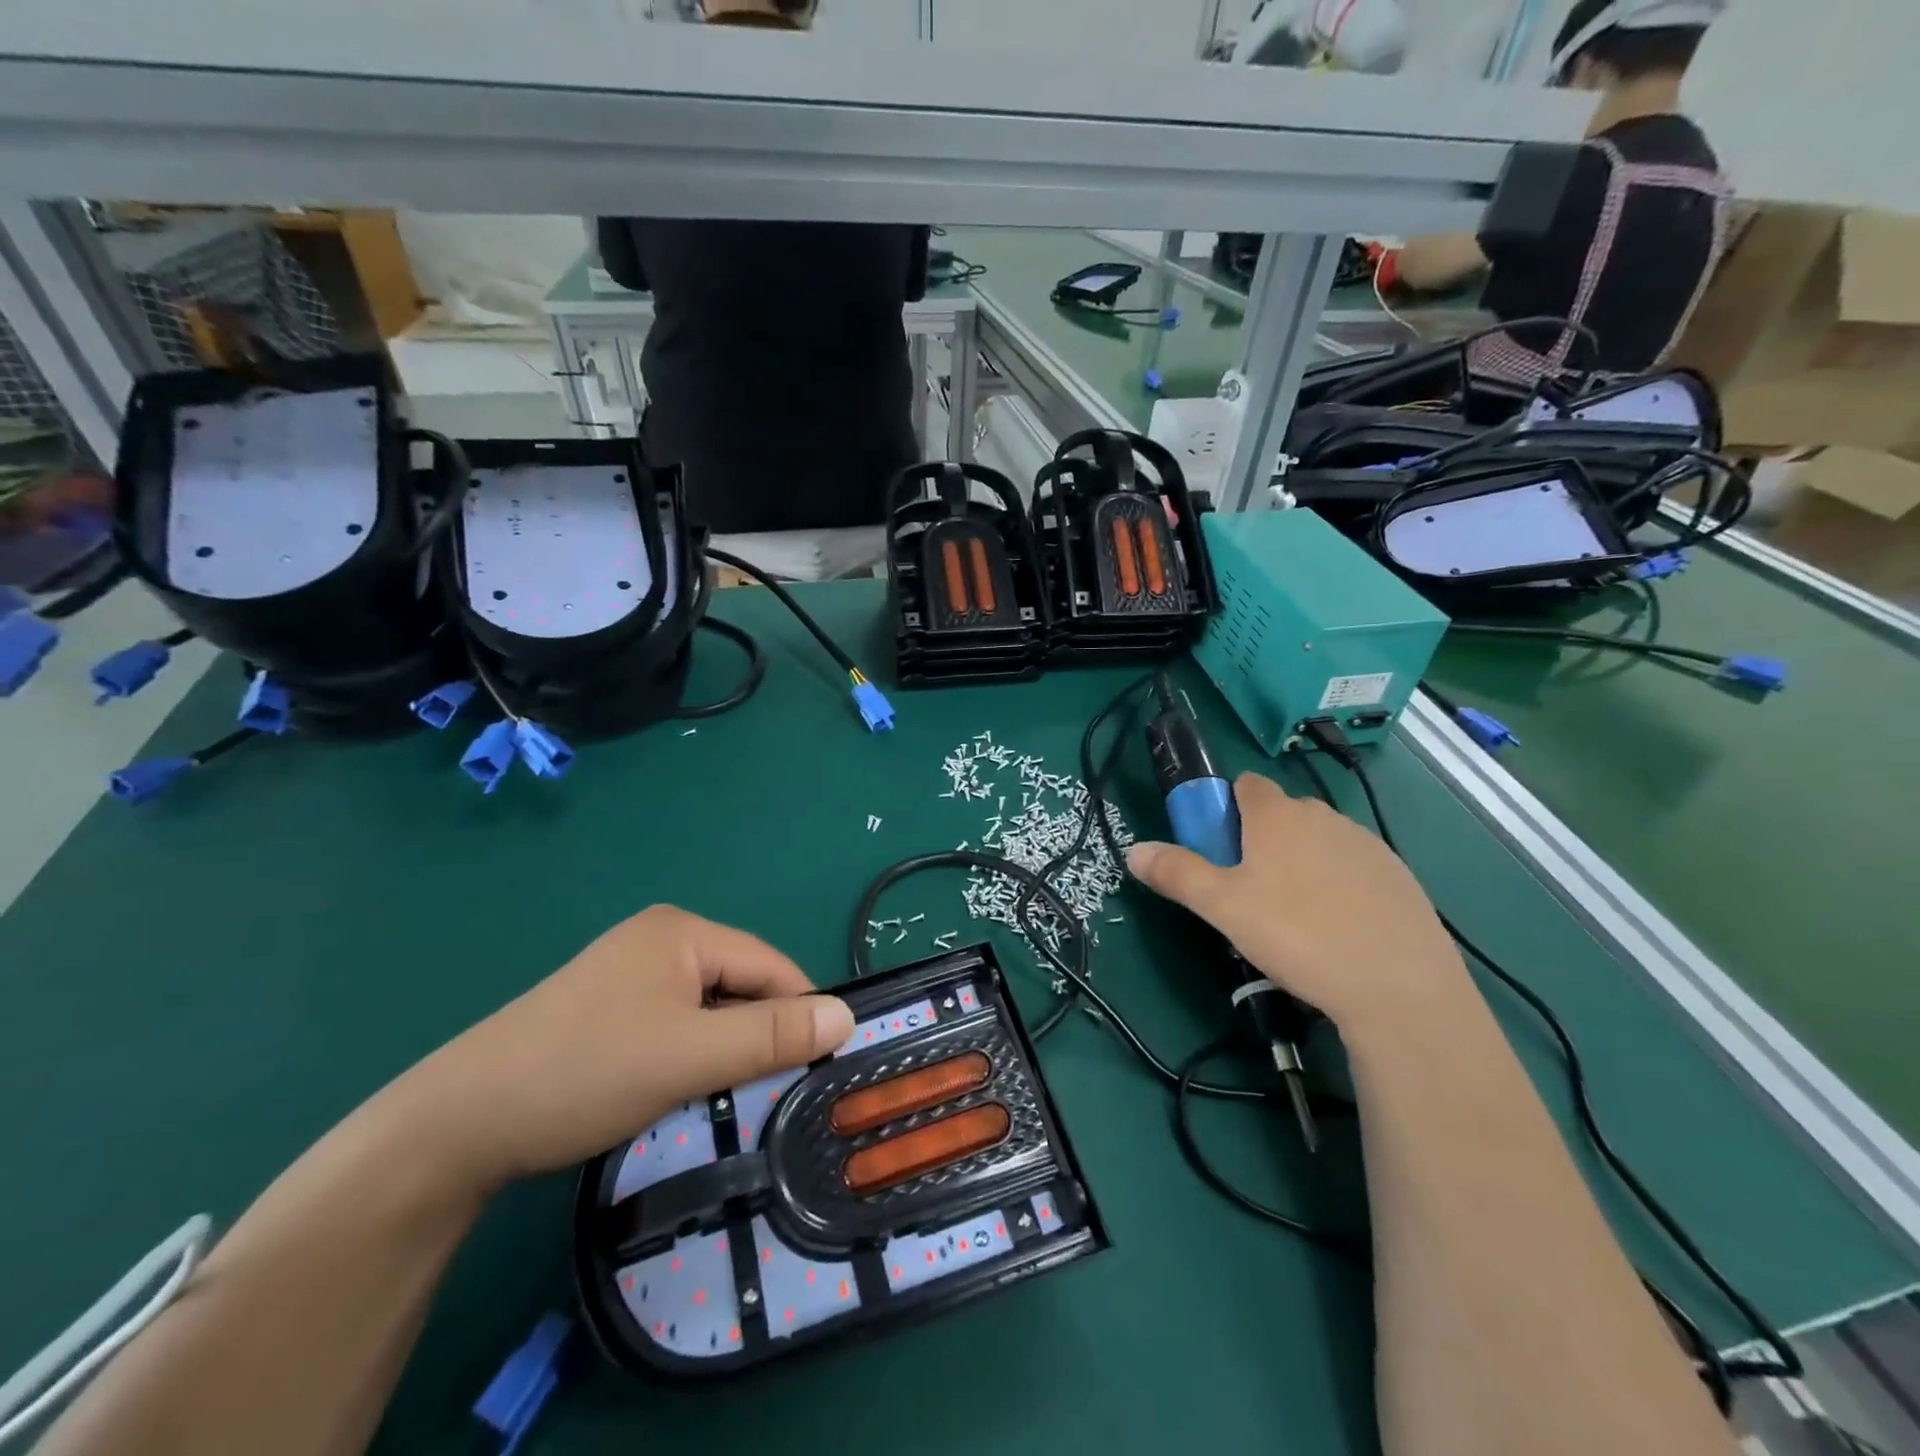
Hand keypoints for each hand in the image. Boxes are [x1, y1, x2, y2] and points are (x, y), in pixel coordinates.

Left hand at [409, 906, 853, 1187]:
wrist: (457, 1124)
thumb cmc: (584, 1072)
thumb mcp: (689, 1056)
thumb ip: (771, 1035)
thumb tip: (846, 1018)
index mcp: (682, 930)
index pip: (771, 965)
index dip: (798, 1014)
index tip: (813, 1070)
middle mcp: (660, 937)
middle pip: (741, 983)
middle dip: (756, 1034)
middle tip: (760, 1091)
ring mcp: (631, 970)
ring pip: (710, 1006)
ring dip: (724, 1048)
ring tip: (716, 1094)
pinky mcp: (609, 1005)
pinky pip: (677, 1020)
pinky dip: (691, 1052)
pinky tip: (675, 1086)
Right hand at [1126, 773, 1469, 1029]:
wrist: (1399, 987)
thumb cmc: (1297, 935)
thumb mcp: (1222, 908)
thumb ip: (1176, 873)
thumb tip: (1133, 850)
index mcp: (1277, 816)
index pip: (1245, 784)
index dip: (1225, 808)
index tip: (1219, 848)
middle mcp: (1324, 817)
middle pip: (1281, 814)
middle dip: (1261, 839)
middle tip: (1249, 891)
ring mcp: (1367, 845)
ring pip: (1320, 841)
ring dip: (1301, 862)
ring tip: (1295, 918)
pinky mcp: (1400, 876)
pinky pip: (1355, 867)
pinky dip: (1340, 885)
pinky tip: (1339, 929)